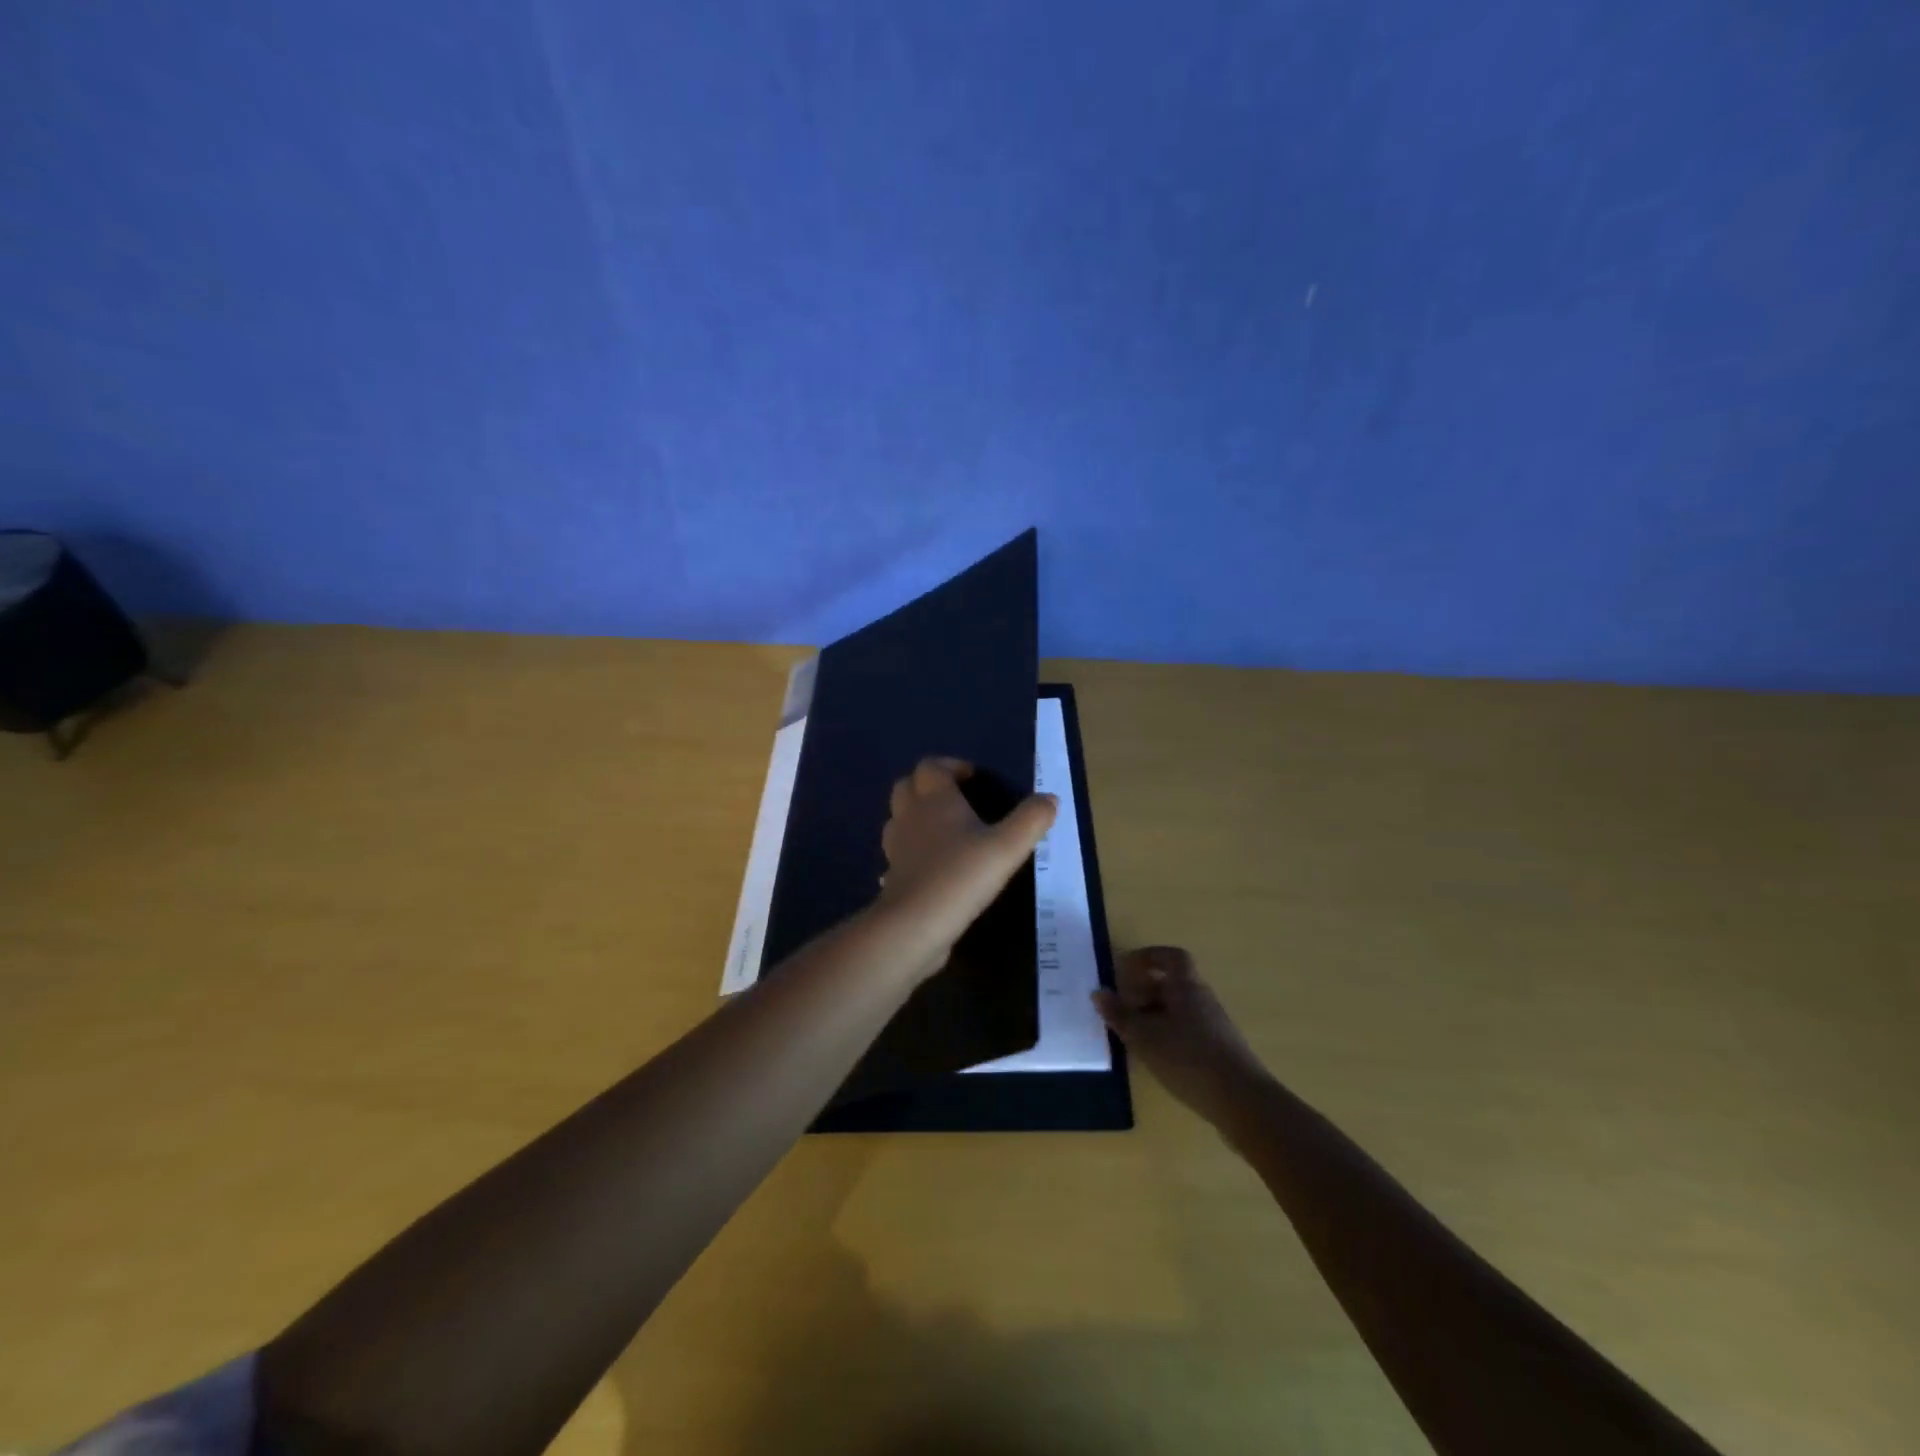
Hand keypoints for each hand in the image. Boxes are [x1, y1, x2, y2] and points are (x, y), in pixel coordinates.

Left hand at [876, 757, 1056, 980]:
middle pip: (908, 786)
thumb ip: (1031, 820)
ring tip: (946, 830)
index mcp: (934, 799)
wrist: (916, 924)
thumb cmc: (961, 875)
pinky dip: (913, 850)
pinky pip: (899, 852)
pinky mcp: (893, 875)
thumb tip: (1050, 799)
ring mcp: (896, 846)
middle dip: (929, 786)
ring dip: (918, 815)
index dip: (950, 766)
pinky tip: (932, 865)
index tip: (973, 778)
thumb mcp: (1007, 847)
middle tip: (957, 799)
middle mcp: (910, 816)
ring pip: (899, 818)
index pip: (931, 766)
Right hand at [1094, 947, 1270, 1128]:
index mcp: (1186, 986)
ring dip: (1153, 1015)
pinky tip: (1155, 1056)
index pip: (1170, 957)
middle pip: (1172, 983)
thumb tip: (1098, 993)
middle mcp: (1202, 998)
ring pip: (1178, 1008)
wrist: (1242, 1102)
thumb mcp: (1145, 1037)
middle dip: (1144, 990)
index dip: (1147, 957)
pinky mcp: (1218, 1050)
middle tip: (1120, 1006)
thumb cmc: (1189, 1059)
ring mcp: (1213, 1025)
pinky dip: (1167, 1034)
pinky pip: (1186, 1030)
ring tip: (1131, 1034)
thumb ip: (1120, 1015)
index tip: (1124, 968)